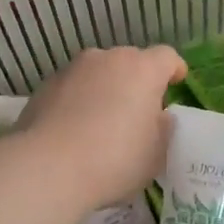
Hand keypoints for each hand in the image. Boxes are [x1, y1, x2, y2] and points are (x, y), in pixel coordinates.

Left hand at [15, 46, 186, 216]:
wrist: (47, 166)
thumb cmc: (114, 160)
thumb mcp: (155, 154)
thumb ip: (162, 130)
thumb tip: (158, 116)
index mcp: (142, 70)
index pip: (167, 57)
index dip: (174, 69)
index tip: (177, 82)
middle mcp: (107, 58)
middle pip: (130, 61)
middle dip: (138, 80)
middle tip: (139, 110)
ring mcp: (73, 68)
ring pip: (99, 72)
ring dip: (106, 88)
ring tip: (103, 120)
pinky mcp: (47, 84)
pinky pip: (74, 87)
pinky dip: (79, 99)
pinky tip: (75, 128)